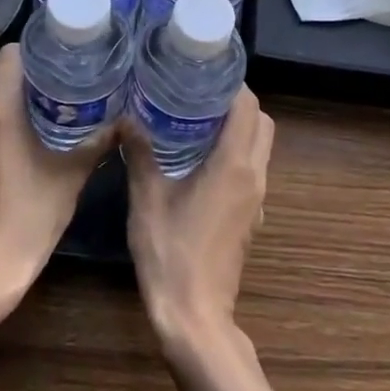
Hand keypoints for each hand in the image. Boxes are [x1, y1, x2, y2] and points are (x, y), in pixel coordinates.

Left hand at [0, 44, 110, 302]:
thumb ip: (98, 143)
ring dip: (7, 86)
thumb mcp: (71, 176)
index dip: (32, 47)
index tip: (58, 52)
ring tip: (45, 93)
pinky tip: (28, 125)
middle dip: (19, 63)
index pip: (8, 56)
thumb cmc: (30, 216)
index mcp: (1, 112)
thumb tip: (127, 121)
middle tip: (53, 71)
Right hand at [125, 87, 274, 350]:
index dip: (233, 85)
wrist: (195, 317)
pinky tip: (199, 160)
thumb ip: (140, 154)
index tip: (205, 73)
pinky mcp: (251, 217)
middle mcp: (253, 176)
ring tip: (197, 121)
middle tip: (200, 95)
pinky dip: (236, 154)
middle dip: (238, 104)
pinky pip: (252, 170)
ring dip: (238, 129)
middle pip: (262, 124)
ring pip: (260, 148)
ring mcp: (257, 199)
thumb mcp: (147, 199)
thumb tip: (127, 118)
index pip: (248, 108)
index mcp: (234, 166)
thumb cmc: (170, 254)